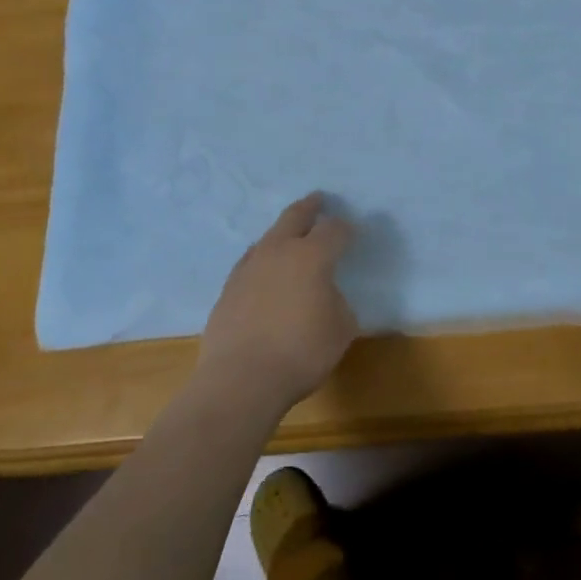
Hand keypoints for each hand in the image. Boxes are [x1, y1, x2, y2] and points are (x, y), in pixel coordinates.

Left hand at [198, 194, 357, 414]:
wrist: (241, 379)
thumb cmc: (301, 352)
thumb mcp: (341, 329)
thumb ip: (338, 303)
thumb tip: (326, 295)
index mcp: (312, 256)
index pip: (334, 230)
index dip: (345, 228)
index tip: (352, 231)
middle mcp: (278, 251)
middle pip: (294, 216)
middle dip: (309, 207)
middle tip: (318, 200)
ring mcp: (249, 267)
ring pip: (268, 237)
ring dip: (282, 232)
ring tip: (290, 235)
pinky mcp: (228, 288)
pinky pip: (250, 262)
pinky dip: (263, 259)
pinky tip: (264, 270)